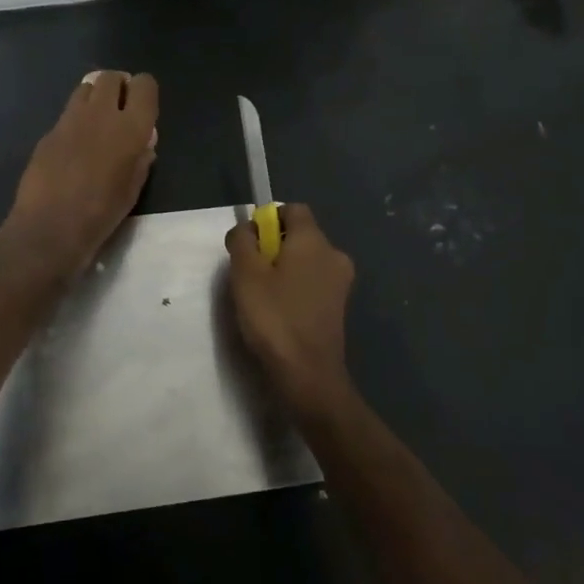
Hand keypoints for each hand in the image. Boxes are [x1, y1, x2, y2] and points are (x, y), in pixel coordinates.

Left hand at [3, 70, 158, 278]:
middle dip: (118, 87)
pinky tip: (74, 147)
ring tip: (96, 122)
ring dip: (95, 97)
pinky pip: (67, 114)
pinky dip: (75, 121)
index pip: (144, 85)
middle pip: (111, 77)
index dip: (144, 91)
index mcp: (130, 128)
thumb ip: (141, 159)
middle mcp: (101, 114)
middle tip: (120, 109)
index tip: (143, 107)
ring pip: (86, 88)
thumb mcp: (133, 189)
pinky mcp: (48, 132)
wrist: (50, 227)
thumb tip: (143, 144)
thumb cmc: (101, 213)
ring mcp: (70, 120)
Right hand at [225, 203, 355, 421]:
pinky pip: (313, 282)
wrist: (308, 374)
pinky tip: (280, 312)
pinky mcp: (339, 306)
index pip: (293, 209)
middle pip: (300, 235)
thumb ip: (243, 241)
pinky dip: (296, 288)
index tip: (250, 243)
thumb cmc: (274, 317)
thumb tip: (248, 229)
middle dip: (274, 246)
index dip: (268, 219)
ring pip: (306, 260)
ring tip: (262, 296)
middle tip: (250, 273)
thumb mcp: (245, 273)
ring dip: (284, 269)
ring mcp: (340, 282)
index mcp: (313, 240)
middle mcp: (333, 254)